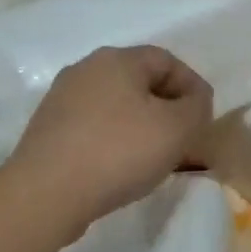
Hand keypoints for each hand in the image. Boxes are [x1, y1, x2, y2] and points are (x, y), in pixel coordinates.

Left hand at [5, 45, 213, 230]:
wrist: (46, 193)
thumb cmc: (118, 152)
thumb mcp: (176, 129)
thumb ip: (196, 107)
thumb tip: (194, 100)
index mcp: (117, 59)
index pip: (166, 60)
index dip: (192, 86)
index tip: (204, 119)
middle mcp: (86, 69)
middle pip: (139, 81)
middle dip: (166, 107)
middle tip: (183, 138)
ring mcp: (61, 98)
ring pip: (115, 104)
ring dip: (140, 125)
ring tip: (154, 157)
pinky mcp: (48, 129)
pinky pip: (93, 126)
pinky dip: (113, 140)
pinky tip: (120, 167)